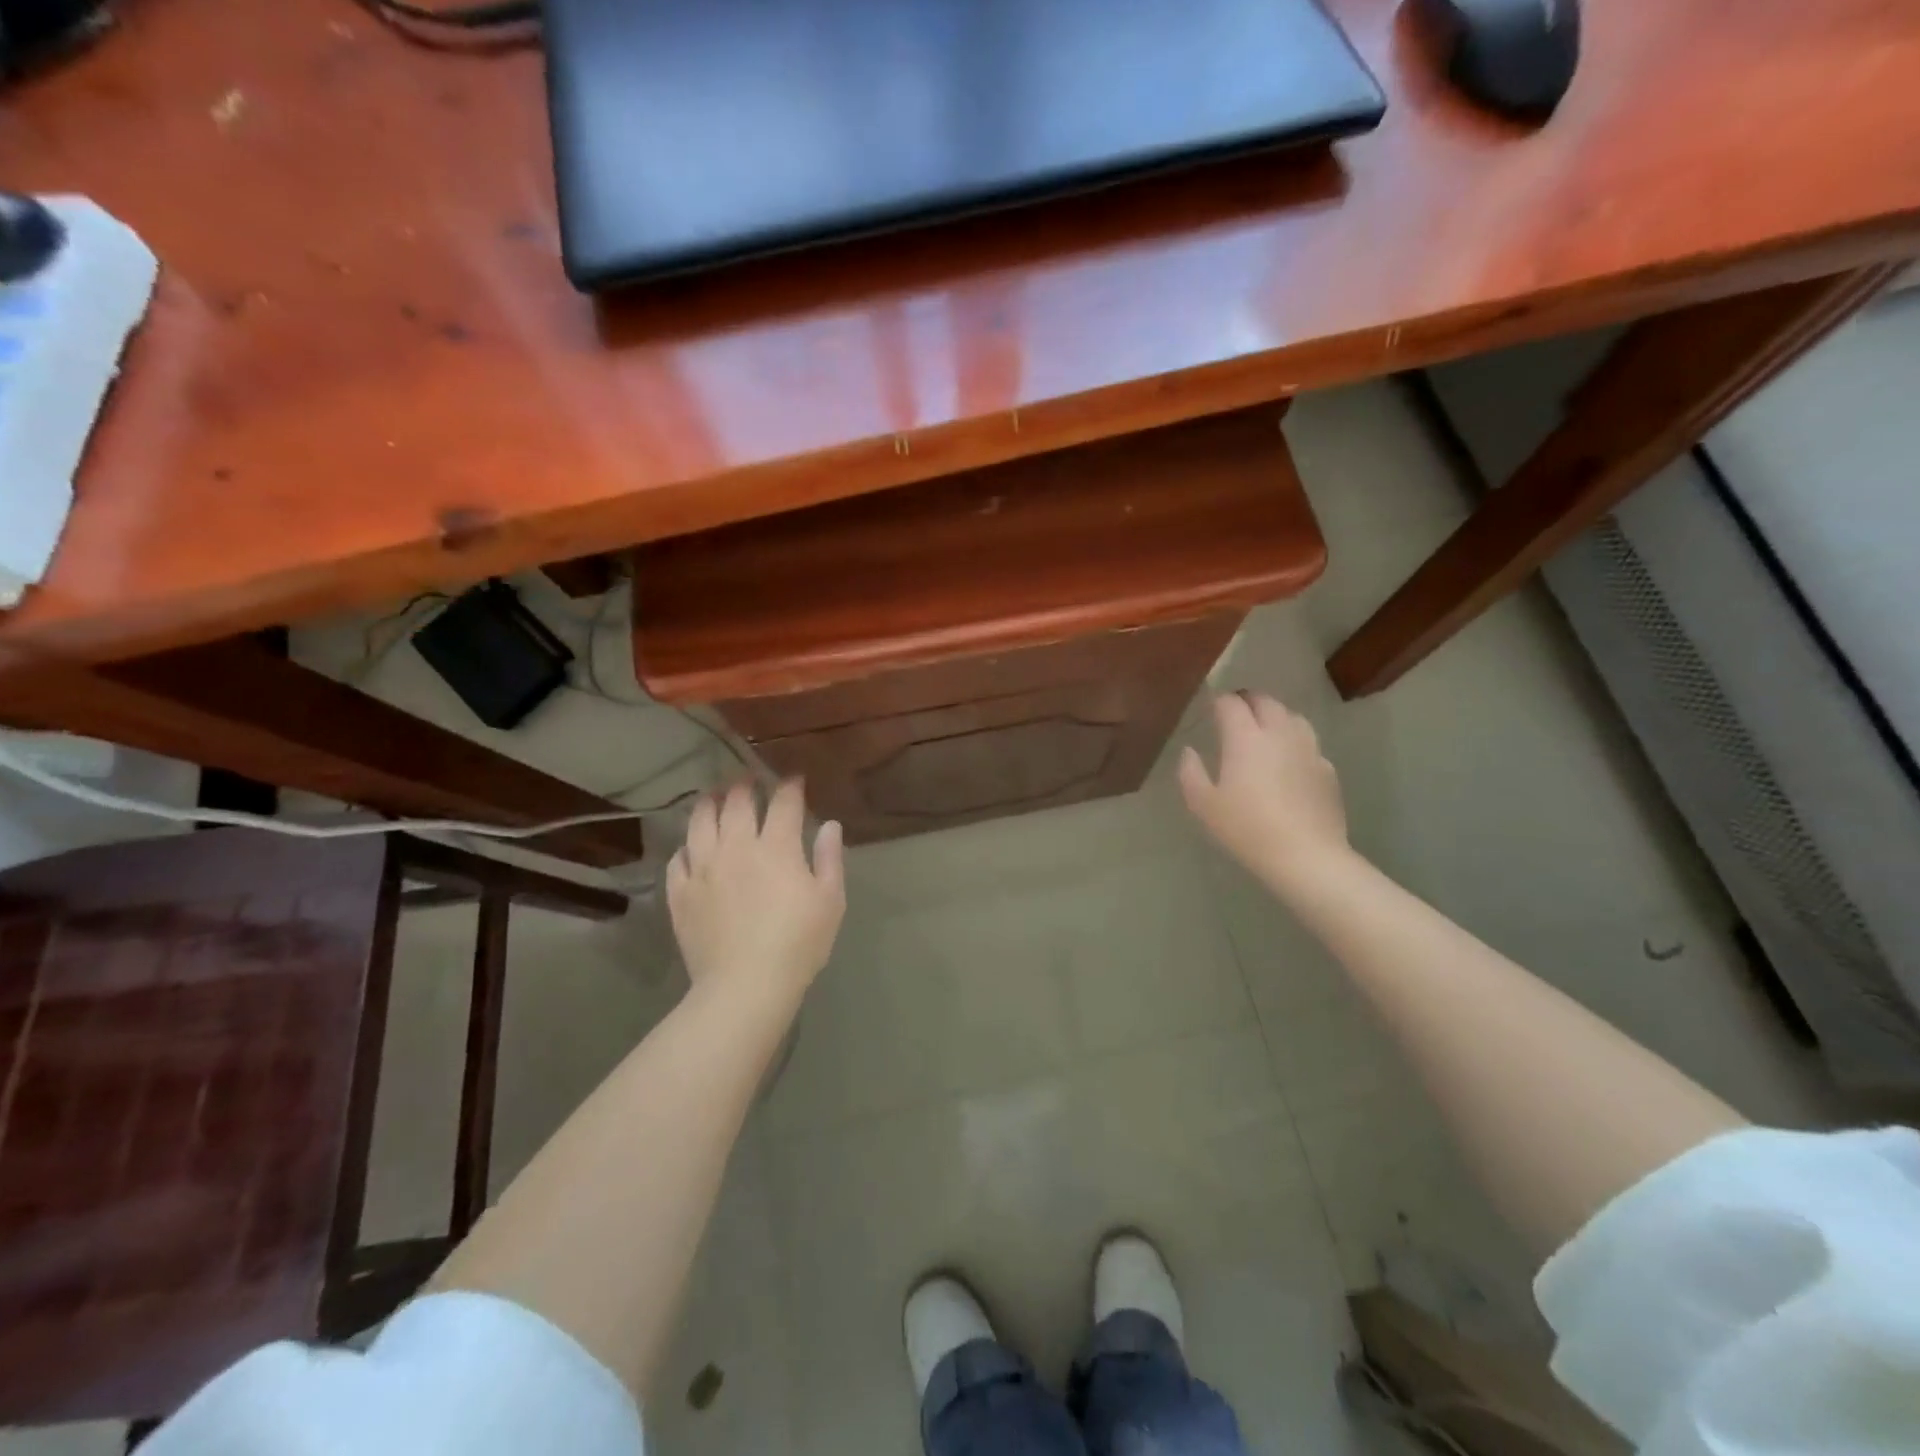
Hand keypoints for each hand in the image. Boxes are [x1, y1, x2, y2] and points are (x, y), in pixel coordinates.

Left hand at [667, 780, 844, 1010]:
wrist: (744, 985)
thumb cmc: (798, 944)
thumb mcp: (830, 901)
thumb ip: (829, 858)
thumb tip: (830, 825)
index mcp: (777, 847)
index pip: (783, 802)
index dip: (789, 786)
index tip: (794, 780)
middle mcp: (736, 847)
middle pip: (737, 802)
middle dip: (745, 785)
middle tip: (749, 780)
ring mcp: (703, 868)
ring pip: (700, 821)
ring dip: (709, 803)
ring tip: (714, 797)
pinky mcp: (680, 893)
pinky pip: (677, 858)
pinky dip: (686, 847)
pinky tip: (691, 848)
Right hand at [1179, 693, 1350, 892]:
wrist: (1305, 855)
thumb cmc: (1246, 828)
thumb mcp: (1203, 805)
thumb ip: (1190, 772)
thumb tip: (1190, 751)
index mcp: (1245, 737)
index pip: (1231, 703)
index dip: (1218, 700)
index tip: (1210, 707)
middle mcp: (1279, 733)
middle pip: (1265, 701)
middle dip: (1248, 700)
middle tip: (1235, 712)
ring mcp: (1308, 749)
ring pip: (1292, 717)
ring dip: (1275, 716)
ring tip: (1264, 730)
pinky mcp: (1327, 769)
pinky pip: (1308, 744)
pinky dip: (1295, 742)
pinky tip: (1289, 761)